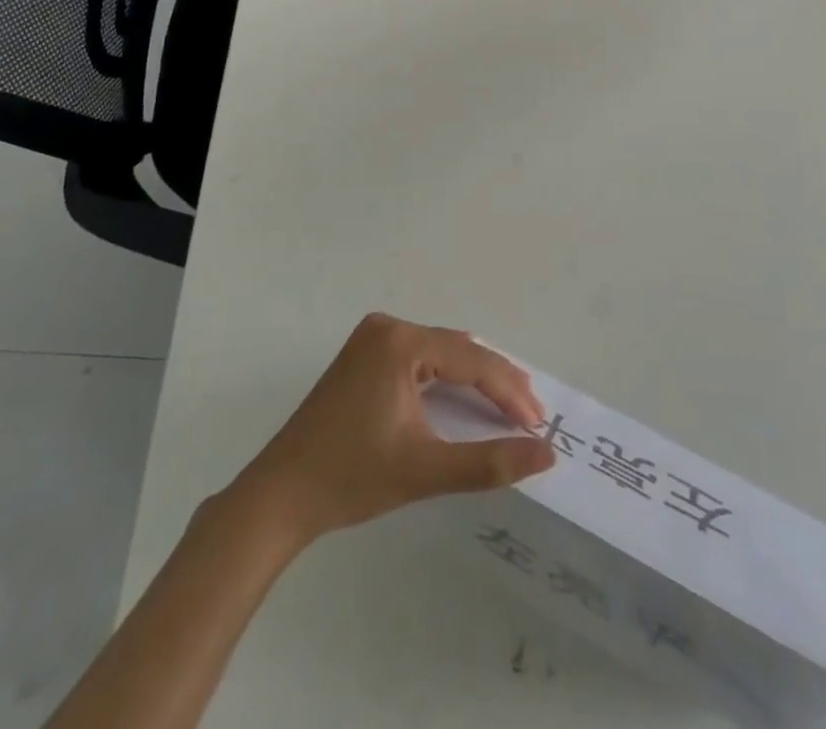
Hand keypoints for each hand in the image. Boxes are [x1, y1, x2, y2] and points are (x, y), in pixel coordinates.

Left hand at [234, 314, 554, 542]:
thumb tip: (546, 454)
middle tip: (531, 414)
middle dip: (496, 382)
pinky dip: (446, 378)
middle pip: (458, 350)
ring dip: (474, 378)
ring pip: (441, 352)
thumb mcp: (424, 471)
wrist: (278, 497)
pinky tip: (464, 396)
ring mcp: (372, 339)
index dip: (509, 392)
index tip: (539, 422)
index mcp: (400, 342)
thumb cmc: (350, 480)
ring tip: (509, 405)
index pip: (471, 361)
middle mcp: (387, 328)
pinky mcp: (364, 355)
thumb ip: (489, 462)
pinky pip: (421, 358)